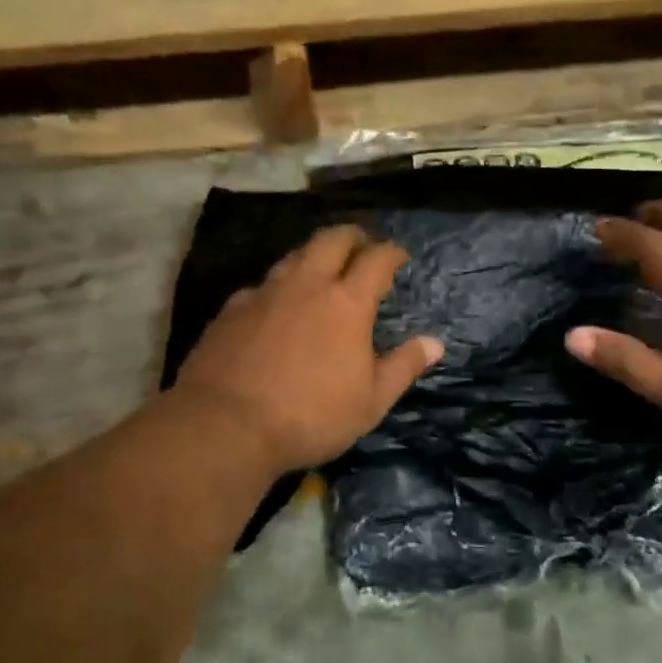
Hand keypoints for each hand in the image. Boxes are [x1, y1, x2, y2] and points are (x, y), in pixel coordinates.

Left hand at [174, 226, 443, 474]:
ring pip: (293, 257)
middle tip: (362, 245)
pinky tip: (274, 306)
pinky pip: (260, 285)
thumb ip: (403, 367)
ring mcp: (264, 294)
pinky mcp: (231, 310)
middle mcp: (306, 286)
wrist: (226, 426)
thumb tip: (434, 343)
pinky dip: (277, 288)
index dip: (391, 252)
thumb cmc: (311, 416)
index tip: (399, 256)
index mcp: (347, 304)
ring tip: (320, 270)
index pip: (376, 260)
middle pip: (331, 240)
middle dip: (352, 236)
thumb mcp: (370, 402)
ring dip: (313, 256)